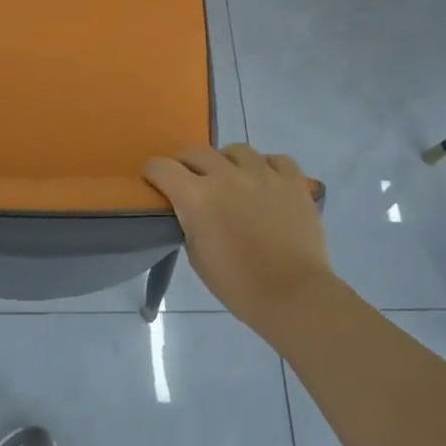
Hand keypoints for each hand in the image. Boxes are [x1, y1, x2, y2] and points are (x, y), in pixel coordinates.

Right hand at [144, 145, 333, 335]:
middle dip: (187, 165)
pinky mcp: (292, 180)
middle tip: (192, 183)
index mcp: (196, 196)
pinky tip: (266, 183)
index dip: (153, 173)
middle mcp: (226, 175)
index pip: (161, 167)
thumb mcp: (196, 254)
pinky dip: (267, 167)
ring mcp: (263, 174)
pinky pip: (276, 159)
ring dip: (227, 162)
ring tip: (233, 181)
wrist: (292, 294)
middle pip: (196, 151)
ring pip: (236, 150)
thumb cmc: (237, 283)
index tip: (155, 183)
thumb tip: (193, 209)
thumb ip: (190, 221)